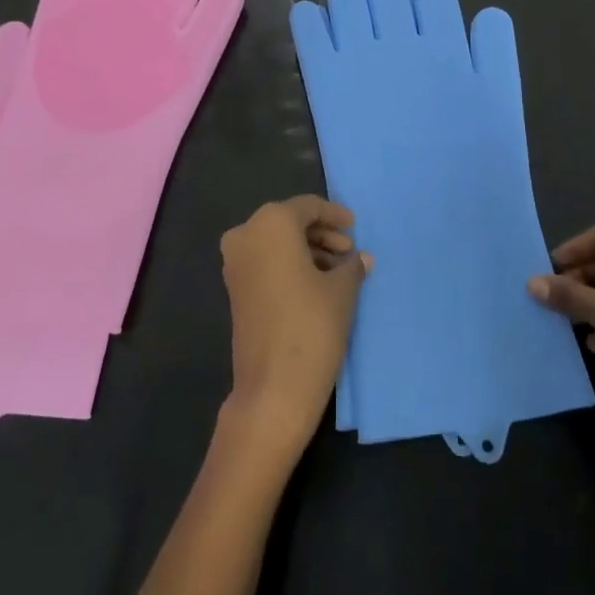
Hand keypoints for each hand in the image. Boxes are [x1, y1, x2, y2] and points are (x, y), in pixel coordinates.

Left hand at [219, 196, 369, 461]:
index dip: (334, 214)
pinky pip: (265, 262)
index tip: (355, 227)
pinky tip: (317, 284)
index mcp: (271, 223)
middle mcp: (246, 234)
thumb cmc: (312, 325)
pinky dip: (289, 265)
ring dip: (307, 251)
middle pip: (289, 222)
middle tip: (348, 251)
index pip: (307, 207)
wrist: (273, 388)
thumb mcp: (342, 290)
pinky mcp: (234, 289)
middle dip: (321, 234)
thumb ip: (351, 266)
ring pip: (276, 243)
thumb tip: (360, 258)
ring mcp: (235, 263)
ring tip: (338, 271)